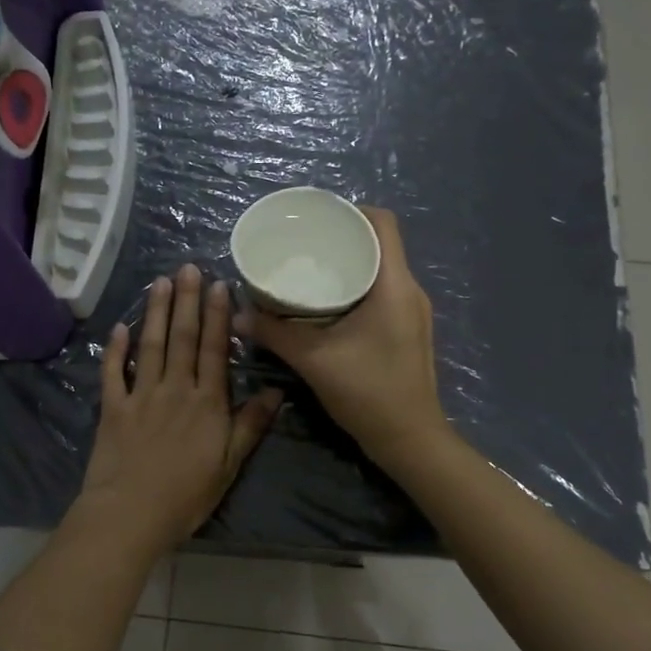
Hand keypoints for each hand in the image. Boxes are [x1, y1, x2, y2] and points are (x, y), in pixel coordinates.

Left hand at [78, 263, 282, 555]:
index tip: (219, 285)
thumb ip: (250, 425)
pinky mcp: (113, 408)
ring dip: (156, 312)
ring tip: (160, 281)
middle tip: (188, 267)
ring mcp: (141, 396)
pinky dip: (116, 349)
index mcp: (207, 403)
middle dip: (186, 300)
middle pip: (182, 338)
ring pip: (150, 345)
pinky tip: (120, 326)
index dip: (217, 316)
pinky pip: (114, 372)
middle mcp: (175, 390)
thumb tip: (277, 392)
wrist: (131, 514)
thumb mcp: (230, 465)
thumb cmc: (186, 495)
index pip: (213, 350)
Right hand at [241, 208, 447, 468]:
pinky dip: (356, 287)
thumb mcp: (314, 360)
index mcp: (394, 285)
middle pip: (379, 244)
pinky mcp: (408, 330)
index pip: (383, 223)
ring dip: (349, 264)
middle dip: (342, 238)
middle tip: (303, 243)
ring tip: (310, 269)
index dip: (351, 211)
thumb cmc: (368, 392)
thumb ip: (275, 334)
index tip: (317, 218)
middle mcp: (409, 290)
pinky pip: (382, 292)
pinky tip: (327, 303)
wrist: (409, 439)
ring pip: (380, 270)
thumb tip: (237, 316)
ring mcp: (412, 312)